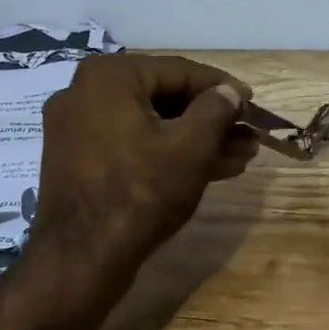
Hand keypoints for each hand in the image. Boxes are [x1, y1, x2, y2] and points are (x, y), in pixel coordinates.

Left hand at [29, 53, 257, 278]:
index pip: (179, 71)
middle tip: (248, 135)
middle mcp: (84, 92)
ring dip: (193, 140)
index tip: (253, 103)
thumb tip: (230, 91)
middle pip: (162, 98)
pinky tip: (205, 169)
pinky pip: (129, 145)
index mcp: (108, 76)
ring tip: (239, 156)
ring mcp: (75, 128)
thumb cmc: (140, 193)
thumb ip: (216, 110)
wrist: (81, 258)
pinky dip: (164, 154)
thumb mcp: (190, 149)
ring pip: (148, 125)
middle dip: (210, 120)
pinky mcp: (76, 160)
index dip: (223, 88)